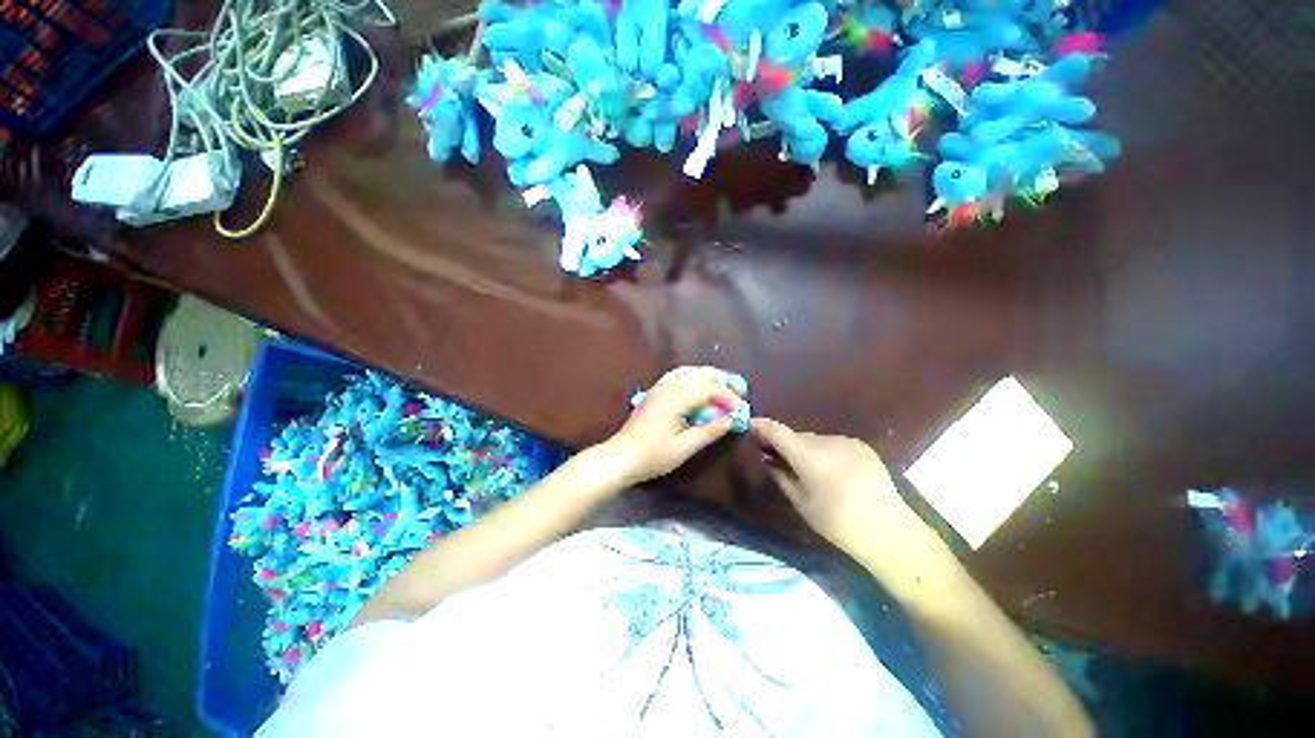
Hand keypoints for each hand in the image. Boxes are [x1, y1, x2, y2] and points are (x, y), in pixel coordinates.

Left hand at [601, 367, 743, 486]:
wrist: (621, 456)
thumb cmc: (653, 456)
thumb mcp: (685, 448)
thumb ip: (709, 431)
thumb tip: (732, 420)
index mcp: (676, 399)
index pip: (710, 389)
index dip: (729, 397)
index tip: (741, 410)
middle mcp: (668, 387)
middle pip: (701, 374)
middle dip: (722, 381)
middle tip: (739, 391)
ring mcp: (659, 387)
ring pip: (689, 371)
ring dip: (709, 376)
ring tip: (724, 385)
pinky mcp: (654, 391)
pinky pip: (677, 375)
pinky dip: (692, 375)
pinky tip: (698, 383)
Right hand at [751, 418, 925, 556]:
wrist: (889, 531)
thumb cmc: (838, 522)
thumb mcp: (801, 502)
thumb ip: (781, 475)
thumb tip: (769, 458)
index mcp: (808, 455)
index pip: (777, 430)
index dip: (761, 425)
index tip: (750, 425)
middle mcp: (826, 441)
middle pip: (797, 436)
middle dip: (786, 444)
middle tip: (778, 458)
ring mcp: (847, 441)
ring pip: (816, 440)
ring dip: (807, 449)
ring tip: (810, 470)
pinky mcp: (863, 446)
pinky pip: (834, 444)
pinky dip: (826, 452)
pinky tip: (833, 472)